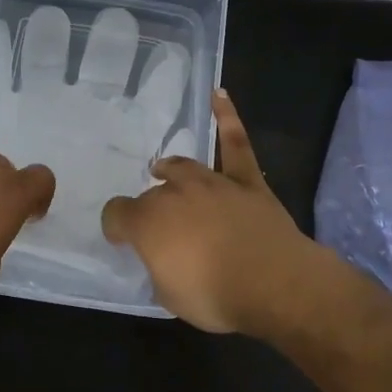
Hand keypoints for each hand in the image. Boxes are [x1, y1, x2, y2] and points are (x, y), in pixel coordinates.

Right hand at [100, 89, 318, 332]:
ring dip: (171, 169)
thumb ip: (159, 272)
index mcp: (147, 223)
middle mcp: (173, 194)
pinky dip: (227, 117)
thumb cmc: (216, 296)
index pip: (116, 215)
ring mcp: (211, 182)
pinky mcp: (245, 180)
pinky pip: (235, 143)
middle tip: (158, 228)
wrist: (274, 284)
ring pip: (183, 167)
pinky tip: (219, 94)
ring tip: (164, 169)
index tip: (122, 239)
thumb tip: (161, 262)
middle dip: (150, 209)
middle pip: (152, 194)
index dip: (116, 228)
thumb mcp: (170, 297)